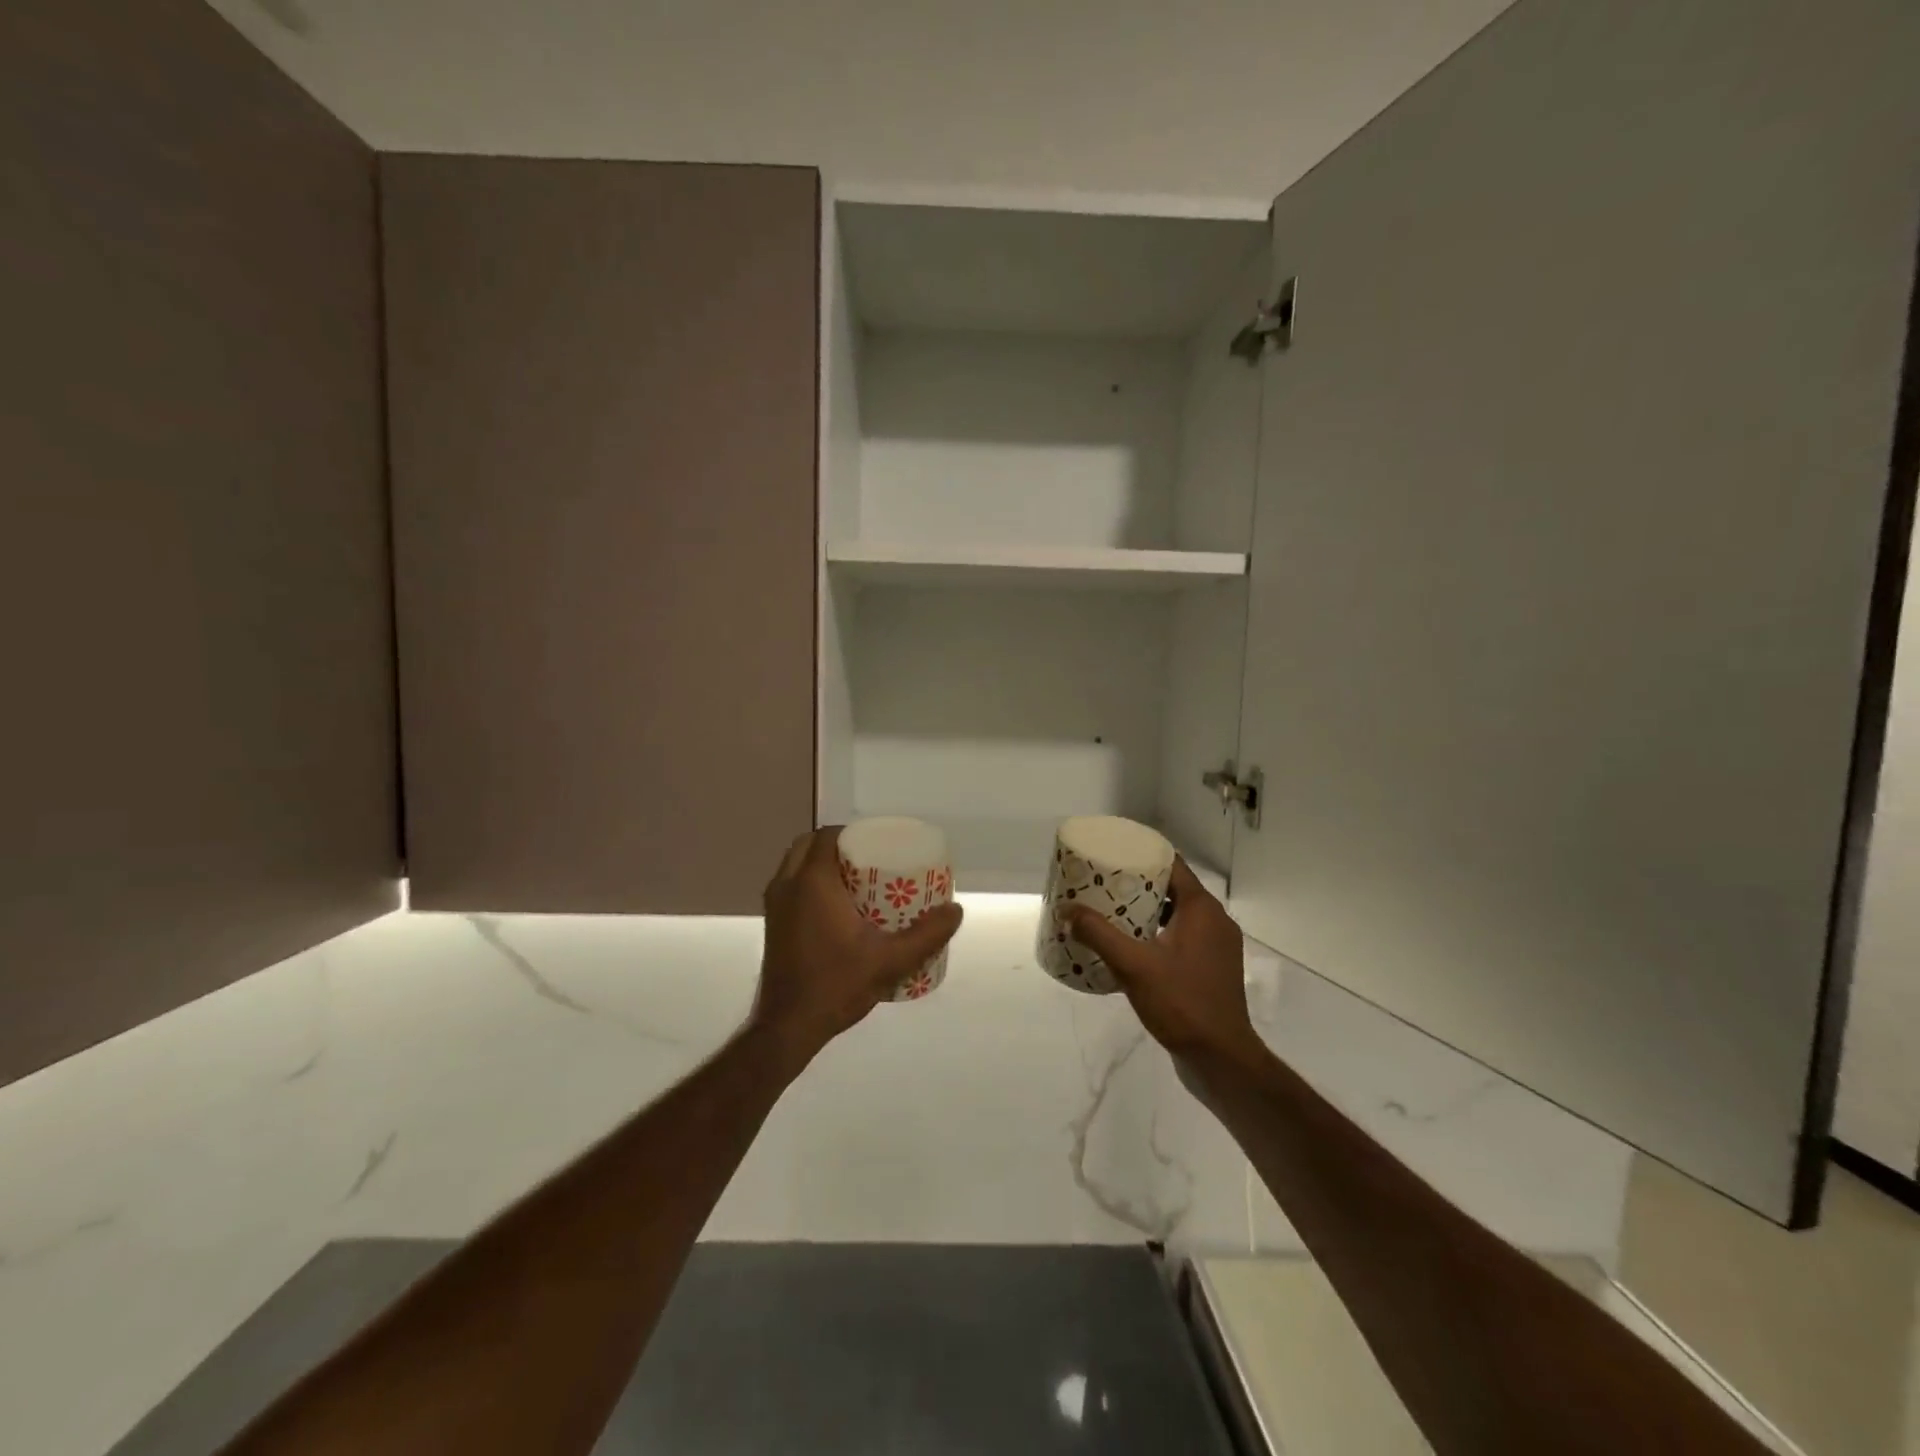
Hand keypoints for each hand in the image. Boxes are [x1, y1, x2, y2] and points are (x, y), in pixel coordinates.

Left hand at [752, 827, 963, 1061]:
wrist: (788, 1026)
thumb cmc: (836, 985)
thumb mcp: (890, 961)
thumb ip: (927, 935)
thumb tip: (956, 910)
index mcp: (812, 882)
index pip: (830, 836)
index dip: (855, 833)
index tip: (880, 844)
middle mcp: (787, 884)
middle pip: (810, 843)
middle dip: (839, 844)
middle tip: (870, 859)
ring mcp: (774, 903)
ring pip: (796, 862)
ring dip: (821, 861)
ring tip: (856, 879)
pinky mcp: (772, 921)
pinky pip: (790, 883)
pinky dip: (809, 879)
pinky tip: (837, 904)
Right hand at [1061, 858, 1264, 1067]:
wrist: (1220, 1058)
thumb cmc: (1181, 1003)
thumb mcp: (1133, 965)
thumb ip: (1099, 934)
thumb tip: (1067, 910)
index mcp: (1202, 909)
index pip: (1172, 864)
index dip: (1143, 854)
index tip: (1113, 853)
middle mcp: (1215, 921)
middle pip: (1173, 888)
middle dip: (1139, 884)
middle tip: (1104, 884)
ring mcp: (1217, 946)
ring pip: (1178, 914)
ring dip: (1147, 911)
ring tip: (1111, 912)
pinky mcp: (1213, 968)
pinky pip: (1183, 937)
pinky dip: (1159, 934)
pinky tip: (1132, 947)